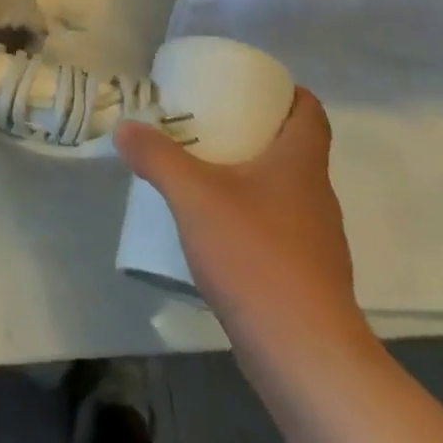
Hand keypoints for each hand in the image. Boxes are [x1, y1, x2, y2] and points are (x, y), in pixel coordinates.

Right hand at [115, 89, 363, 346]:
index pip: (310, 112)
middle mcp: (316, 195)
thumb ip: (157, 157)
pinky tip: (218, 233)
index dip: (287, 93)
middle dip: (255, 133)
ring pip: (285, 192)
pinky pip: (279, 231)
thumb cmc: (255, 256)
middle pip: (294, 149)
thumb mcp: (194, 196)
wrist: (305, 355)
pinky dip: (252, 220)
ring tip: (206, 176)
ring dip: (252, 179)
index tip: (250, 87)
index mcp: (301, 163)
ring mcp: (317, 241)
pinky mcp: (308, 278)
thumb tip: (125, 127)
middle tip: (210, 125)